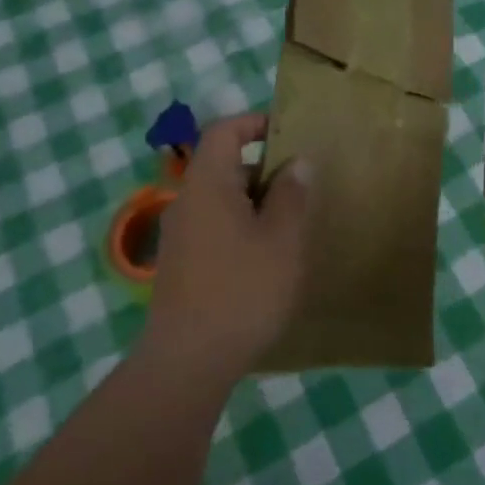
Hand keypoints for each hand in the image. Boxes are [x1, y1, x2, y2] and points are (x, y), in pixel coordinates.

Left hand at [142, 113, 310, 382]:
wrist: (188, 362)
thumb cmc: (242, 291)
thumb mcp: (281, 239)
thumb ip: (291, 194)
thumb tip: (298, 162)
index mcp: (208, 185)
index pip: (223, 130)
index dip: (255, 122)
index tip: (291, 134)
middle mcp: (187, 202)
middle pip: (224, 165)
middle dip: (265, 168)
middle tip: (304, 184)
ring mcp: (181, 235)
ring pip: (222, 199)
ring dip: (257, 201)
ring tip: (293, 222)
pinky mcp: (182, 264)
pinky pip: (216, 226)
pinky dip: (243, 226)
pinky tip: (269, 256)